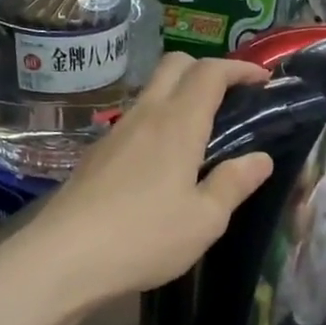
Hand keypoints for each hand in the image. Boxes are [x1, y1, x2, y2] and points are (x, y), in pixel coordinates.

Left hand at [15, 53, 275, 309]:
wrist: (63, 258)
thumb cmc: (144, 237)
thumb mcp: (205, 220)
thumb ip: (234, 184)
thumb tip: (260, 159)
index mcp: (177, 124)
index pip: (209, 73)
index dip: (239, 69)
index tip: (262, 80)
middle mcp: (144, 116)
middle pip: (174, 66)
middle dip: (206, 69)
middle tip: (230, 98)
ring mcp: (114, 134)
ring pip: (150, 92)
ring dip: (179, 96)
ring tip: (202, 133)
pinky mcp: (96, 156)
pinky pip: (134, 122)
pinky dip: (158, 123)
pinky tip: (164, 163)